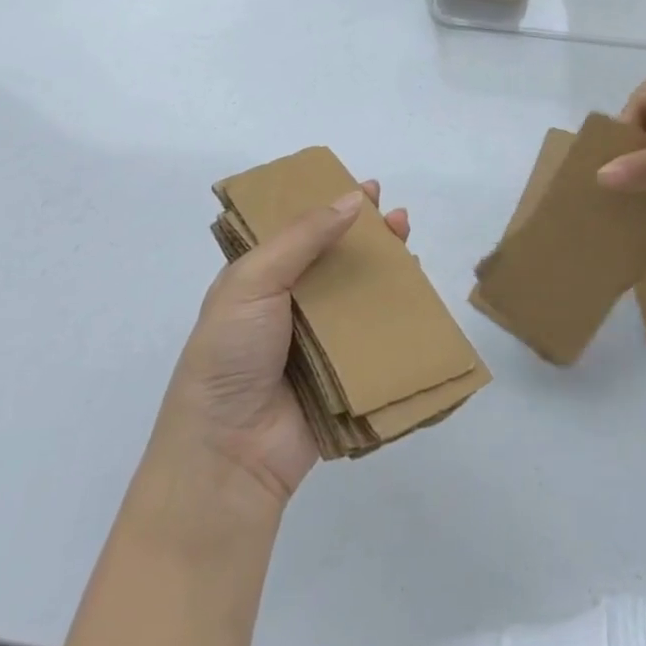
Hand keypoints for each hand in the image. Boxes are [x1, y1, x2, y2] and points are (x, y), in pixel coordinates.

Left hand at [151, 182, 409, 509]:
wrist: (229, 457)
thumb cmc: (230, 357)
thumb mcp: (252, 282)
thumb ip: (302, 238)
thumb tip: (353, 199)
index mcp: (259, 280)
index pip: (299, 231)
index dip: (329, 206)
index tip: (364, 188)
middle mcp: (289, 304)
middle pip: (335, 256)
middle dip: (366, 232)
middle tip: (394, 213)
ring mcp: (319, 339)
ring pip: (359, 290)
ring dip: (385, 264)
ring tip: (408, 237)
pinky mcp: (344, 371)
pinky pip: (376, 332)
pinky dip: (397, 309)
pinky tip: (416, 288)